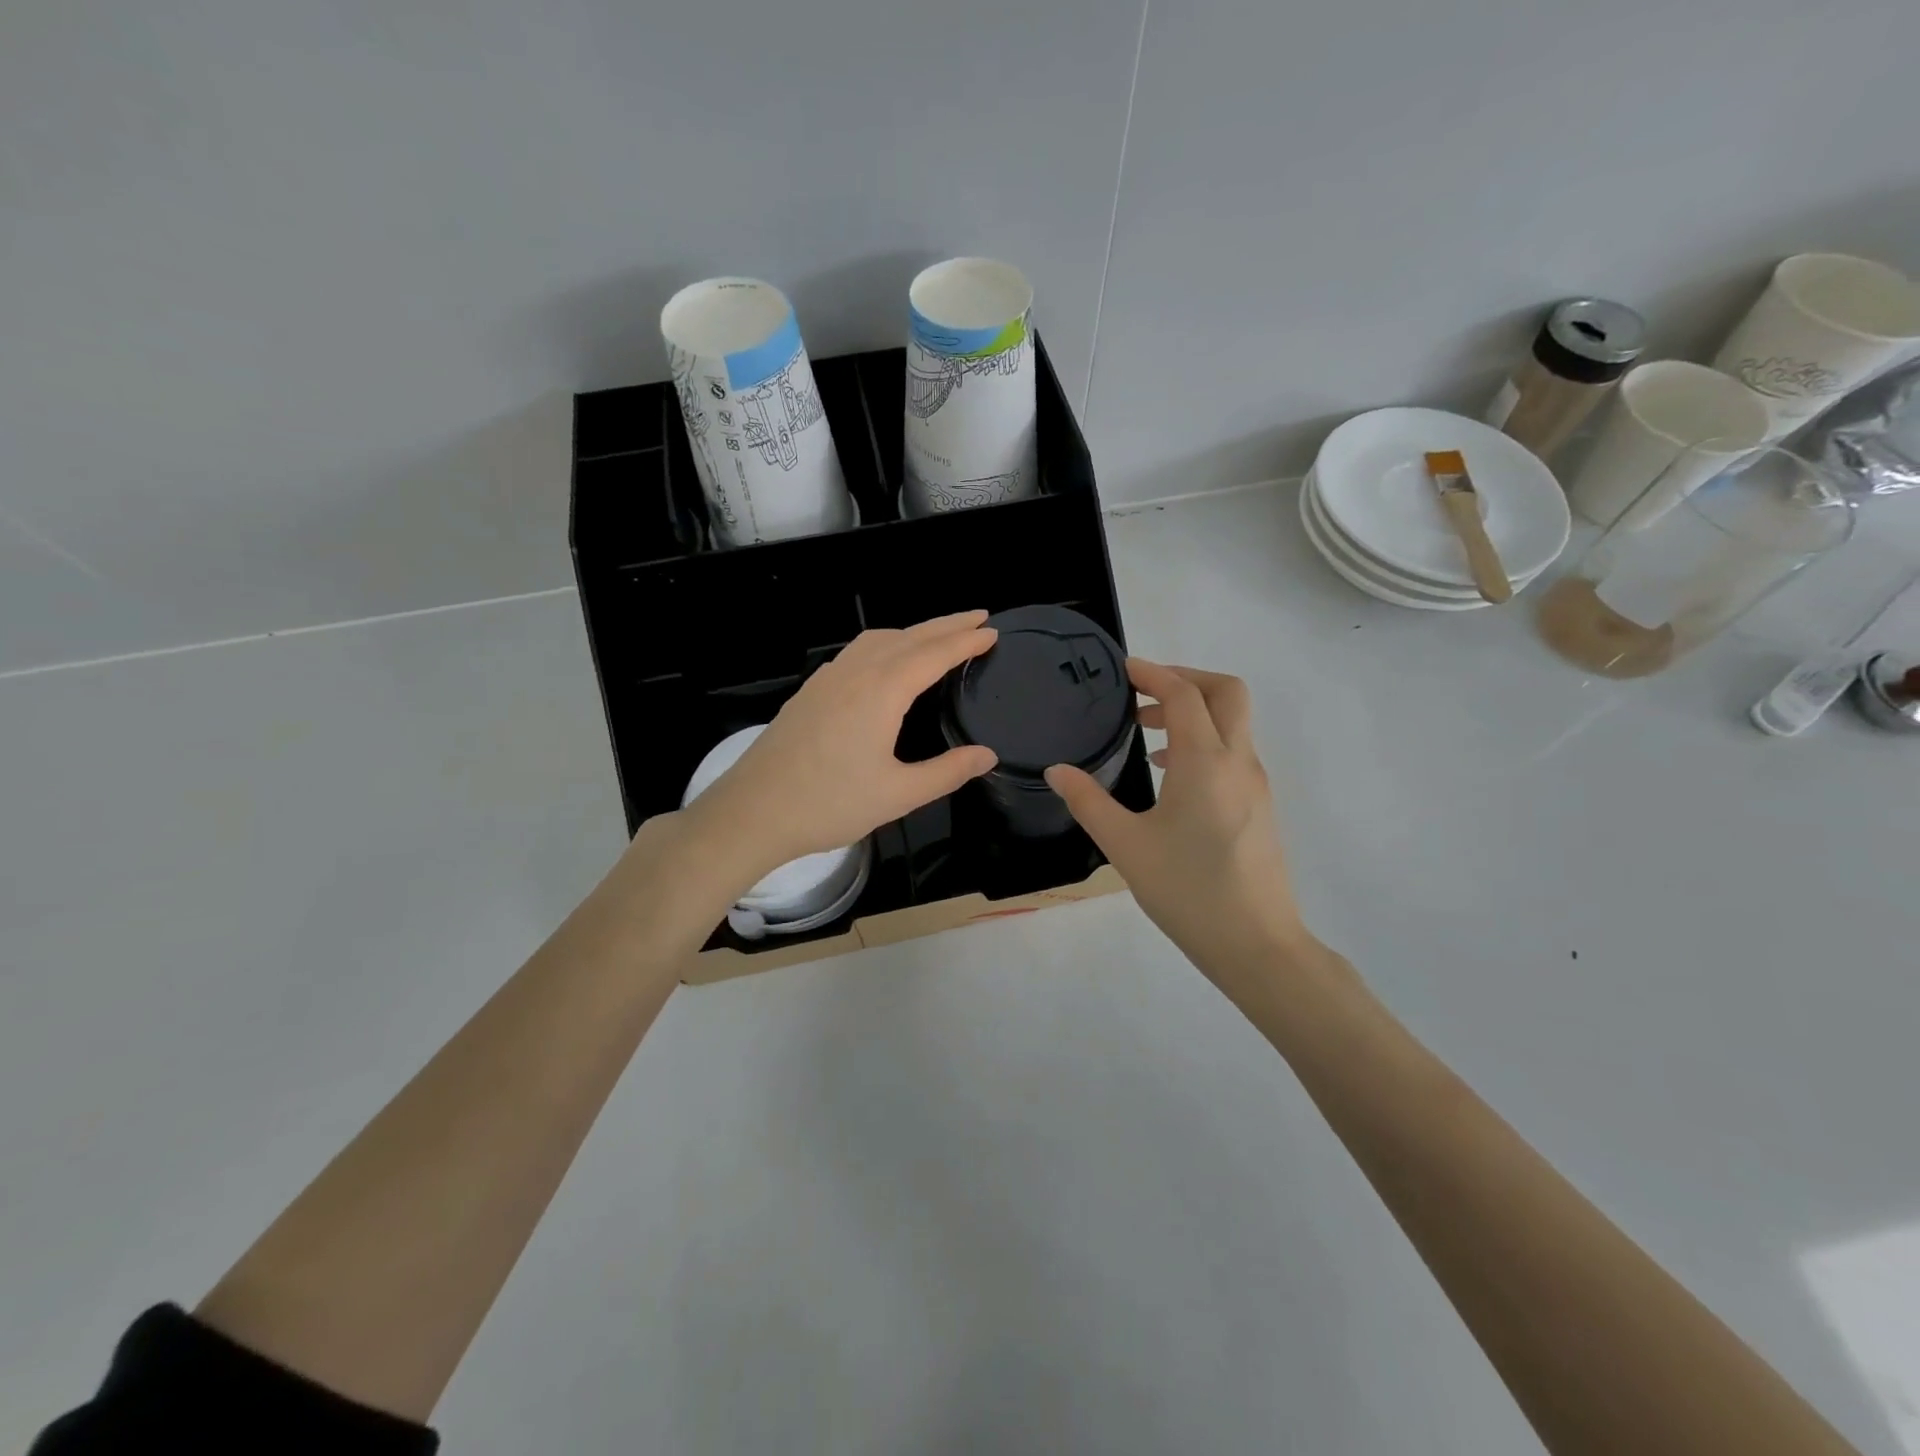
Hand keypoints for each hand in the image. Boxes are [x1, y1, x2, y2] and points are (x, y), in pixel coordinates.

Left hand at [682, 611, 999, 886]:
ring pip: (878, 639)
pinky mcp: (811, 691)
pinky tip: (885, 662)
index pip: (934, 654)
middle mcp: (856, 673)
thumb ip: (947, 772)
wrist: (753, 811)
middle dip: (946, 624)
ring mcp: (828, 679)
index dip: (965, 641)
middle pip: (908, 636)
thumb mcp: (898, 795)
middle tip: (978, 617)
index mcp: (882, 691)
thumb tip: (987, 755)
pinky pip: (857, 651)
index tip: (991, 631)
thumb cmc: (829, 804)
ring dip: (913, 631)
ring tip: (938, 636)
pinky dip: (885, 643)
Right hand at [1046, 660, 1314, 1002]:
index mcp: (1206, 761)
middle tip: (1143, 691)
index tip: (1124, 669)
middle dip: (1186, 678)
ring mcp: (1255, 784)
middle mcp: (1238, 761)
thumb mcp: (1126, 846)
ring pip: (1233, 722)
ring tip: (1146, 732)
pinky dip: (1204, 740)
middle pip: (1226, 692)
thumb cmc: (1188, 891)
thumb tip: (1057, 770)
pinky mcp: (1259, 806)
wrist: (1257, 945)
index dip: (1154, 673)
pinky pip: (1234, 751)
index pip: (1184, 694)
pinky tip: (1170, 774)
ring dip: (1194, 711)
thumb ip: (1088, 802)